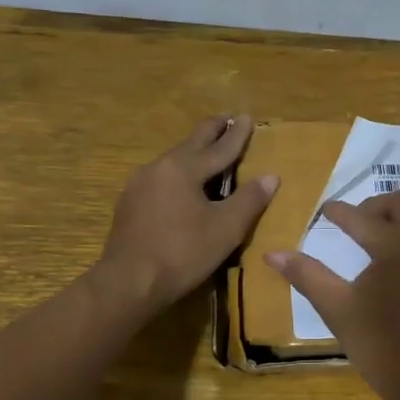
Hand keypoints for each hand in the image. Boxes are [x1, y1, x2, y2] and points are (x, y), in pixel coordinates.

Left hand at [96, 116, 278, 315]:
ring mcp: (138, 185)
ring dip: (192, 153)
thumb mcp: (225, 229)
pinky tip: (180, 185)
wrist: (128, 282)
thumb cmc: (183, 253)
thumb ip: (249, 200)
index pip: (219, 147)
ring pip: (173, 161)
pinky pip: (160, 179)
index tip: (248, 117)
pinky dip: (177, 175)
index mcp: (183, 168)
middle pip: (191, 144)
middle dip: (211, 131)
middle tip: (226, 118)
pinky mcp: (128, 204)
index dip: (237, 135)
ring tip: (206, 151)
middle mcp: (158, 167)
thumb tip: (271, 176)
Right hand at [264, 190, 399, 399]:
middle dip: (376, 207)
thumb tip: (272, 253)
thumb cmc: (380, 347)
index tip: (327, 210)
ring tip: (393, 234)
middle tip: (359, 223)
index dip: (339, 212)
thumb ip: (307, 275)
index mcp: (393, 246)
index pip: (359, 217)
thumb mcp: (337, 310)